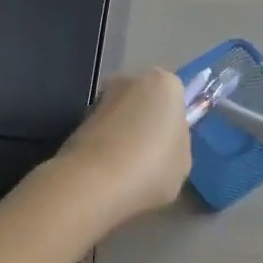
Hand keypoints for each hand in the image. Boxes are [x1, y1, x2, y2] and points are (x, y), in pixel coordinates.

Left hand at [52, 69, 192, 227]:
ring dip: (124, 132)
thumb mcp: (184, 163)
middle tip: (151, 157)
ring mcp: (101, 96)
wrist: (93, 183)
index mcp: (166, 84)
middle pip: (146, 100)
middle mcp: (132, 79)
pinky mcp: (78, 117)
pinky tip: (109, 171)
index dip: (175, 123)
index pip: (176, 96)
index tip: (171, 147)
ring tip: (127, 168)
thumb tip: (164, 140)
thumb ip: (177, 143)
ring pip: (122, 114)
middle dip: (147, 122)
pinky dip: (106, 144)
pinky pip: (103, 130)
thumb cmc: (151, 167)